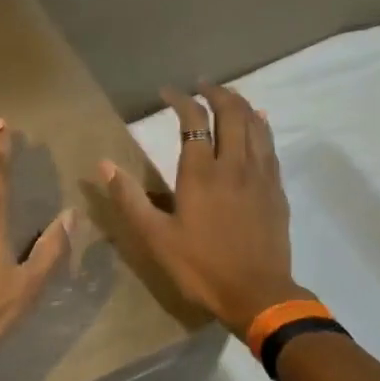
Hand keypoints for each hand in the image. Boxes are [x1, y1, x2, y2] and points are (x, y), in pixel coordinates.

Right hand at [100, 85, 304, 334]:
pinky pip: (270, 146)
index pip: (193, 121)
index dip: (180, 100)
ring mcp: (260, 176)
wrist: (258, 294)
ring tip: (228, 97)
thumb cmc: (201, 267)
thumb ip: (130, 199)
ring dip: (240, 104)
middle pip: (231, 113)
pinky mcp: (276, 190)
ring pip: (255, 125)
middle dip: (216, 93)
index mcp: (201, 173)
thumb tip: (103, 164)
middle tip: (202, 86)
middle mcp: (234, 165)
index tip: (167, 93)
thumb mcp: (156, 238)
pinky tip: (260, 123)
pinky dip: (261, 127)